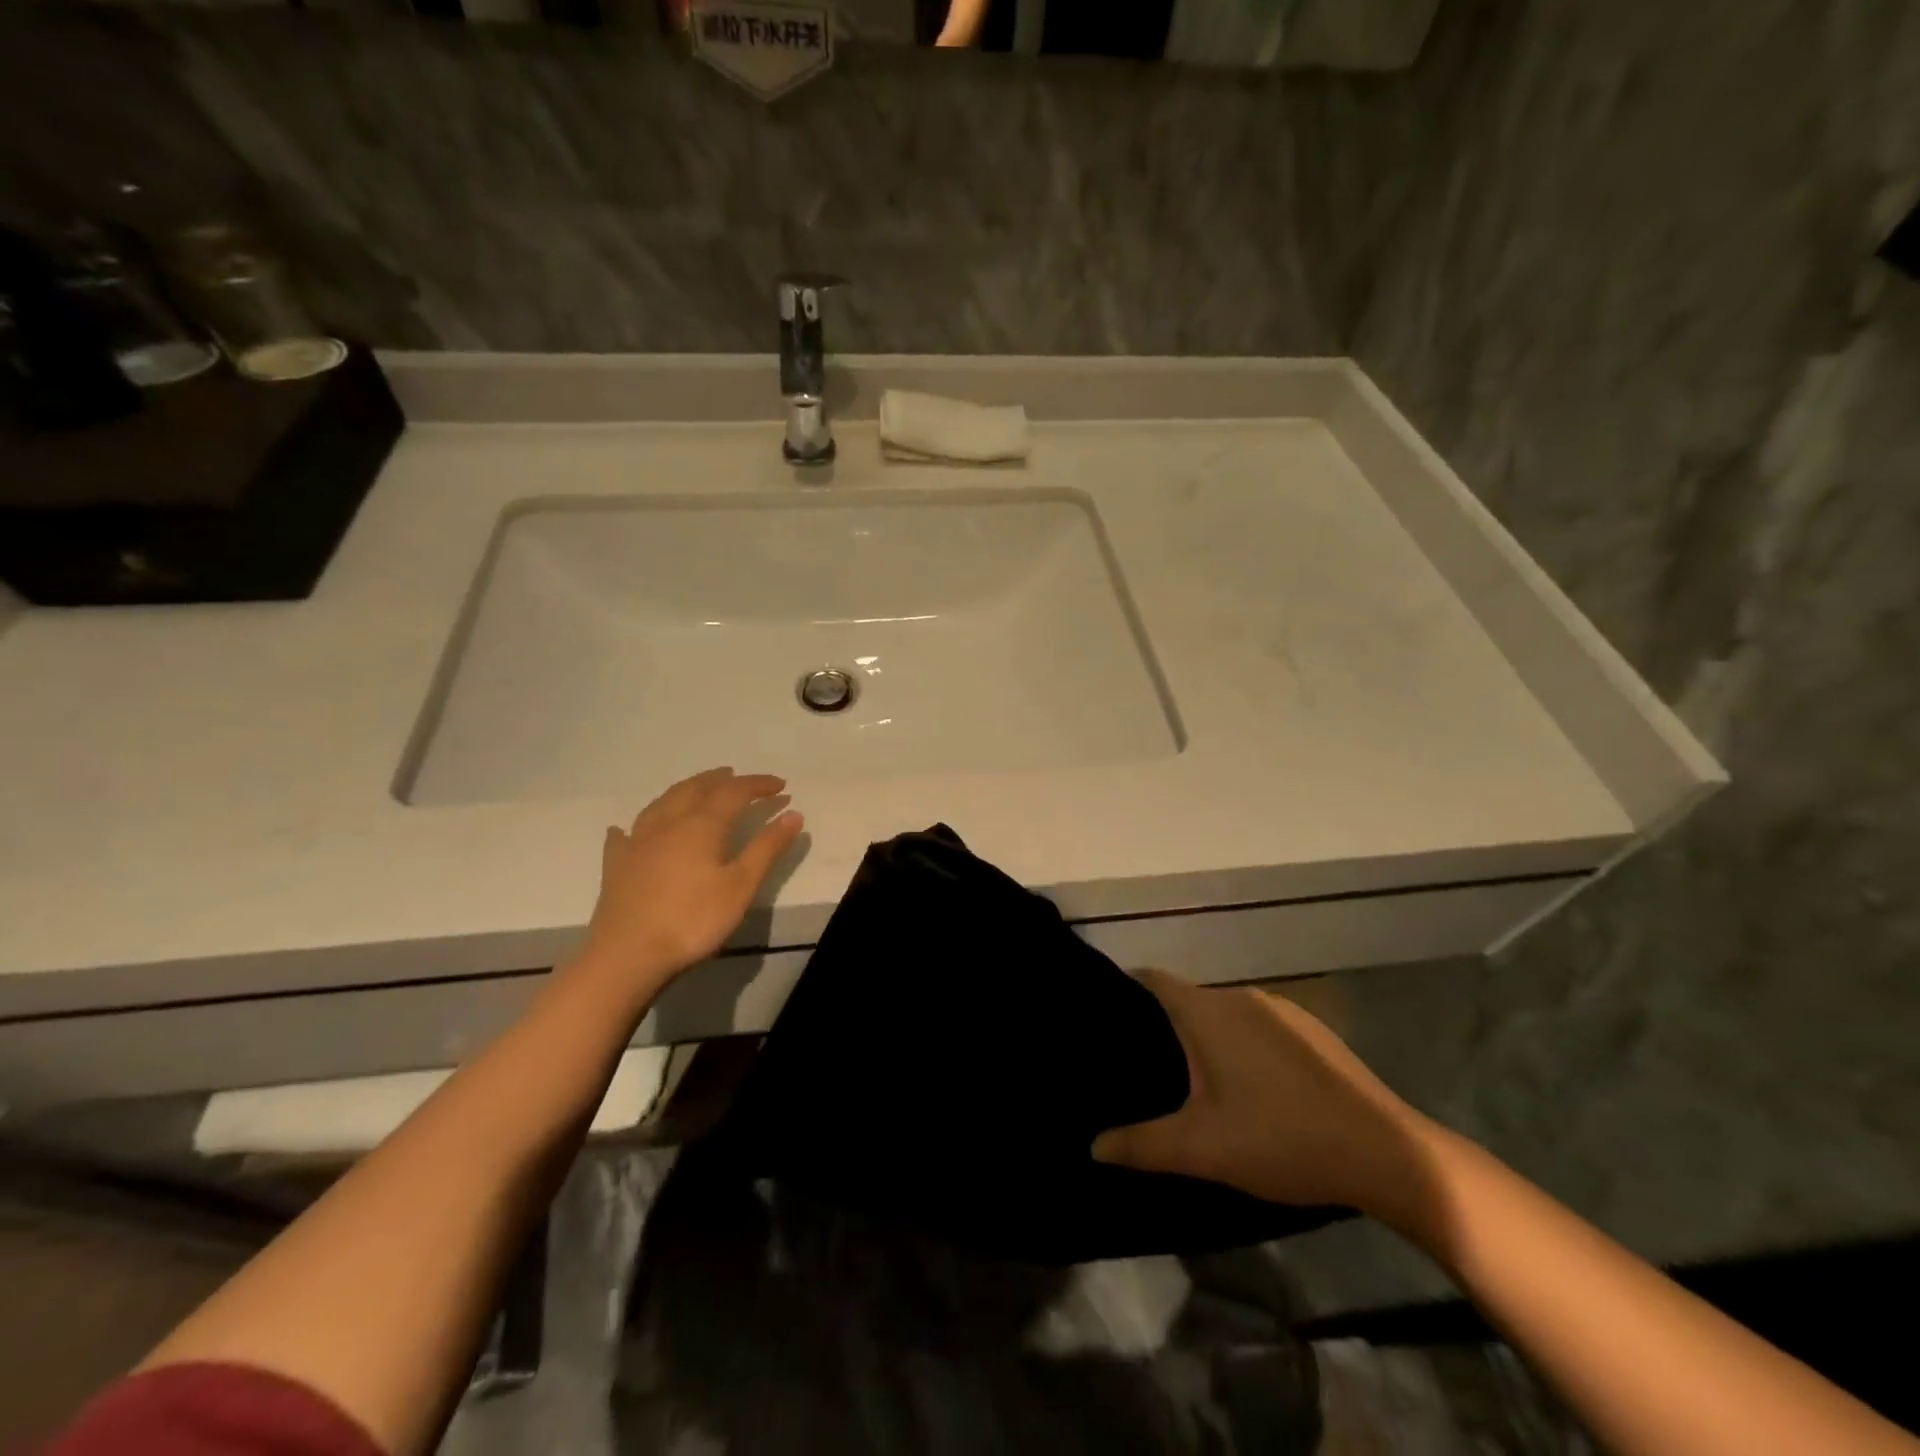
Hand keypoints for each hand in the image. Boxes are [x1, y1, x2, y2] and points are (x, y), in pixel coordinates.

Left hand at [578, 768, 802, 995]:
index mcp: (702, 824)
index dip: (758, 785)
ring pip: (663, 802)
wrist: (628, 954)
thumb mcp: (741, 885)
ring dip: (685, 790)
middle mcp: (669, 822)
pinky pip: (626, 834)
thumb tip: (794, 814)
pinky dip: (634, 826)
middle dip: (720, 780)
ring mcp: (638, 841)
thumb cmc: (694, 919)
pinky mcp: (617, 864)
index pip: (735, 792)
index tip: (780, 785)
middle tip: (737, 777)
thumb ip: (767, 847)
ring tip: (697, 787)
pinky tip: (627, 829)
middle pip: (696, 788)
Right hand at [1092, 971, 1439, 1228]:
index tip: (1111, 1021)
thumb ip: (1141, 1145)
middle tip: (1150, 1066)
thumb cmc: (1280, 1139)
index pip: (1154, 980)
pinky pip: (1260, 1025)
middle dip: (1168, 1025)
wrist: (1387, 1154)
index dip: (1128, 993)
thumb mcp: (1202, 1149)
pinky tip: (1256, 1088)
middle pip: (1189, 998)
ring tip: (1198, 1080)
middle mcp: (1242, 996)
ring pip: (1227, 1013)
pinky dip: (1245, 1044)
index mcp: (1208, 1010)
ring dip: (1209, 1037)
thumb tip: (1093, 1146)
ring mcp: (1283, 1009)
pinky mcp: (1314, 1030)